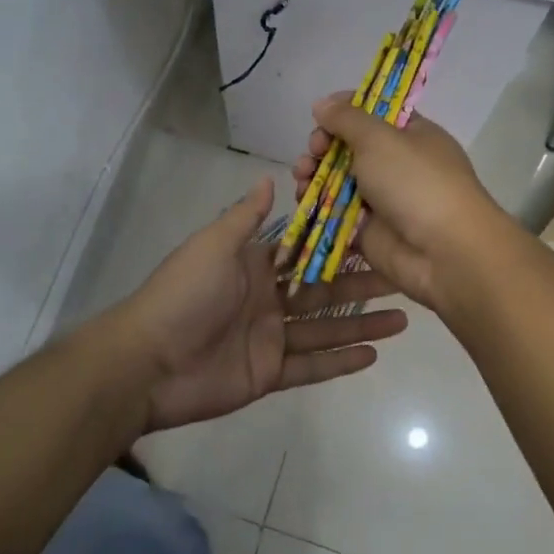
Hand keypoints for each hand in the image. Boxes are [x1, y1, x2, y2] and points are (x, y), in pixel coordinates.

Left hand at [125, 176, 408, 432]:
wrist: (148, 362)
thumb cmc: (183, 295)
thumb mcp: (213, 246)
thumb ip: (245, 217)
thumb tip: (270, 180)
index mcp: (255, 266)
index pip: (307, 252)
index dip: (340, 245)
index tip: (379, 235)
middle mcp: (267, 299)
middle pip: (324, 290)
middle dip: (363, 285)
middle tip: (405, 278)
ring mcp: (270, 338)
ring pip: (325, 329)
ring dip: (362, 324)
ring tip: (405, 318)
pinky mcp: (269, 373)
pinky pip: (311, 366)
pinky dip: (341, 362)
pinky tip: (374, 355)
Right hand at [291, 95, 513, 314]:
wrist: (442, 252)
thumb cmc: (415, 182)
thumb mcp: (380, 138)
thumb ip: (347, 118)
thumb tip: (323, 104)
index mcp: (412, 134)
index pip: (375, 112)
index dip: (346, 110)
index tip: (321, 114)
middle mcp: (398, 164)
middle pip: (351, 147)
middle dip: (325, 145)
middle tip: (313, 150)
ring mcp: (383, 199)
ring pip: (339, 180)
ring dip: (315, 174)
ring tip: (301, 177)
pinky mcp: (368, 230)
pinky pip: (336, 213)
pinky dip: (317, 205)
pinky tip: (302, 200)